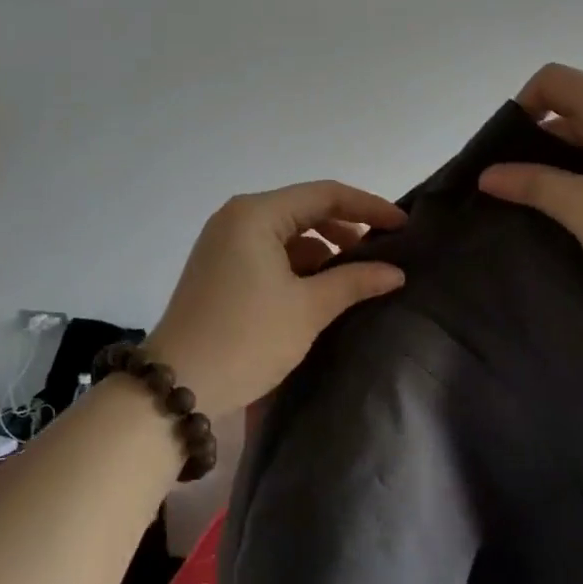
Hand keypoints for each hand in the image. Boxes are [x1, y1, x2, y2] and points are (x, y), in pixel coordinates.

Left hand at [146, 181, 406, 418]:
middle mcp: (237, 218)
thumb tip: (396, 272)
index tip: (404, 225)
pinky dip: (300, 266)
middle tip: (384, 252)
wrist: (178, 388)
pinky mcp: (221, 268)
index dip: (369, 207)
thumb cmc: (247, 338)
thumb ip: (355, 281)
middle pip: (305, 210)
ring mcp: (225, 243)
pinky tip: (322, 289)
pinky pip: (271, 253)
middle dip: (347, 229)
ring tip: (357, 276)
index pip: (325, 195)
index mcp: (256, 214)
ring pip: (289, 234)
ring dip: (324, 251)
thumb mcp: (308, 309)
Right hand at [478, 63, 582, 304]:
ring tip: (551, 208)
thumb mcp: (579, 206)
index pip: (552, 80)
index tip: (509, 154)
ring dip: (567, 165)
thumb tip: (488, 173)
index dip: (522, 107)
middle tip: (520, 189)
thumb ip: (530, 184)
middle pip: (573, 108)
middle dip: (539, 143)